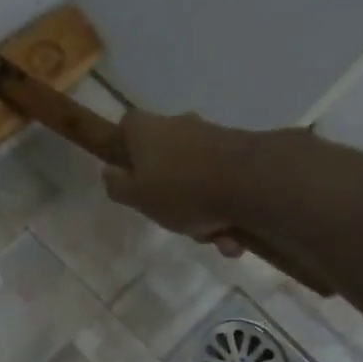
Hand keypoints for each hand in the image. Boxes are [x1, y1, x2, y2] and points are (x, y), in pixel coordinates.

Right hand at [102, 109, 250, 254]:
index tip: (130, 179)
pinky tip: (232, 234)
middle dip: (169, 196)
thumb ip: (116, 185)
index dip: (124, 153)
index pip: (125, 129)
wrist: (250, 182)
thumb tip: (111, 172)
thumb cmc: (180, 190)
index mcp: (144, 130)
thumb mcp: (135, 196)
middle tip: (175, 221)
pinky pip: (221, 185)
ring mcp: (210, 136)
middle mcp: (177, 124)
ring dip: (202, 213)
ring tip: (213, 236)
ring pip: (194, 179)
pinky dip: (224, 211)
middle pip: (162, 160)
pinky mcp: (238, 151)